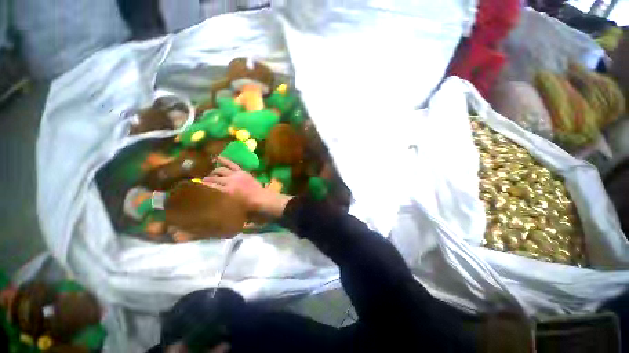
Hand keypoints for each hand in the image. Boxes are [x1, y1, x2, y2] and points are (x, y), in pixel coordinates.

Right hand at [203, 157, 291, 216]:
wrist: (264, 200)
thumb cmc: (248, 209)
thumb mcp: (232, 210)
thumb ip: (221, 205)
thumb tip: (210, 203)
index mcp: (226, 191)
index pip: (208, 187)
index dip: (200, 187)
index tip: (193, 188)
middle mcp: (229, 181)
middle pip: (212, 178)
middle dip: (205, 180)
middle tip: (201, 183)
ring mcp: (236, 175)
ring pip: (220, 170)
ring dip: (213, 172)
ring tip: (209, 175)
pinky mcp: (242, 172)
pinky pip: (232, 164)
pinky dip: (224, 160)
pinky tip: (216, 157)